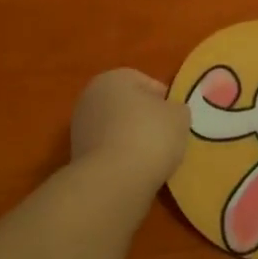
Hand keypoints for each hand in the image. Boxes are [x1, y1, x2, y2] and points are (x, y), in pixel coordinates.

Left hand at [70, 68, 188, 192]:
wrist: (114, 180)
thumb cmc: (150, 136)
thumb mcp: (179, 116)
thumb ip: (176, 109)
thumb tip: (169, 113)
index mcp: (114, 78)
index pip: (147, 83)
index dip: (166, 101)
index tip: (176, 120)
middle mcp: (90, 97)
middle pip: (128, 106)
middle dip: (146, 120)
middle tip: (167, 138)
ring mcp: (80, 127)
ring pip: (117, 129)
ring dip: (133, 140)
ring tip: (153, 159)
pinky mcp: (77, 156)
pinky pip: (109, 151)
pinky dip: (121, 158)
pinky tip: (136, 171)